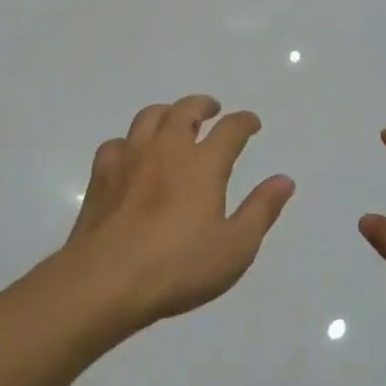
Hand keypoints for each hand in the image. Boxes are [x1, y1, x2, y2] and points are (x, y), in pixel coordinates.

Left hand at [64, 95, 295, 329]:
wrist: (106, 280)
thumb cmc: (178, 266)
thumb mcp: (235, 247)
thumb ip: (261, 210)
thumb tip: (284, 180)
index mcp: (203, 163)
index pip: (230, 129)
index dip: (244, 121)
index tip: (252, 123)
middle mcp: (167, 148)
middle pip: (185, 110)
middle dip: (202, 105)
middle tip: (211, 110)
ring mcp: (130, 157)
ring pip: (149, 117)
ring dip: (167, 113)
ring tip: (173, 121)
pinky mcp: (102, 174)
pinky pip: (118, 143)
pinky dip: (130, 142)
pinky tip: (132, 155)